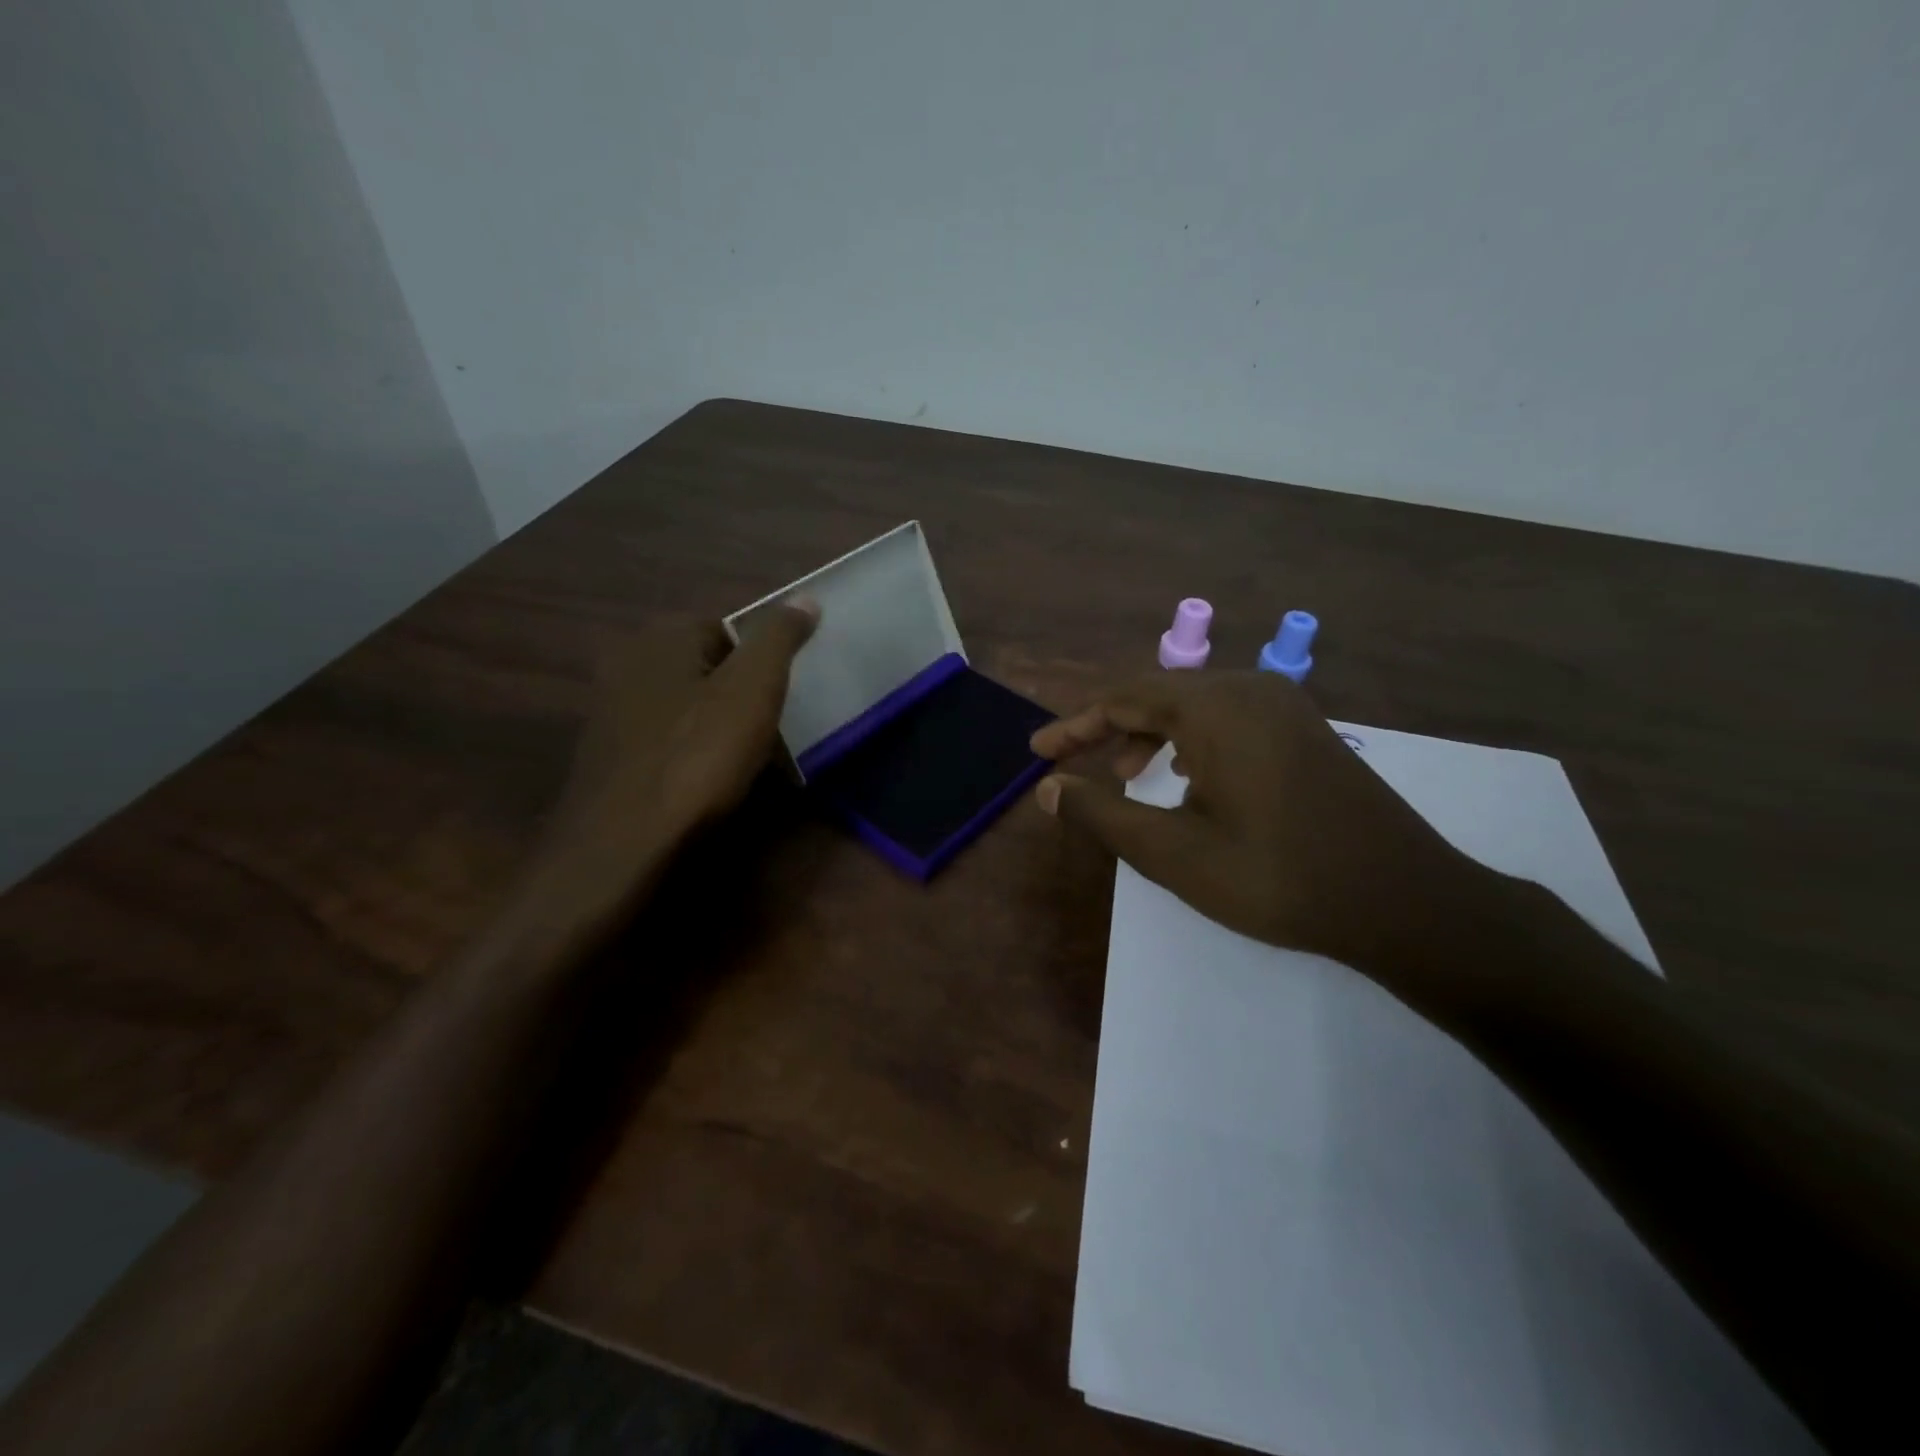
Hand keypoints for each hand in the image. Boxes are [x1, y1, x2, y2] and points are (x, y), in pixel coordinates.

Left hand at [533, 601, 817, 918]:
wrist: (622, 844)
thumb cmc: (696, 757)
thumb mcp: (753, 690)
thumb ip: (779, 639)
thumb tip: (806, 598)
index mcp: (659, 638)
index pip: (725, 629)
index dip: (758, 663)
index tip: (775, 700)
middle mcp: (625, 664)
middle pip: (704, 669)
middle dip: (737, 695)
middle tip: (764, 731)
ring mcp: (609, 713)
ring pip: (684, 707)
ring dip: (714, 728)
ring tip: (740, 762)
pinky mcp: (606, 758)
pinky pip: (664, 741)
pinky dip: (688, 755)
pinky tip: (703, 785)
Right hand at [1030, 670, 1498, 983]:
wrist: (1403, 901)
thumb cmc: (1275, 876)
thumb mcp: (1172, 851)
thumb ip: (1102, 813)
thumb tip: (1048, 788)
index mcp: (1214, 706)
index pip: (1122, 699)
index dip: (1074, 726)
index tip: (1038, 753)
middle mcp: (1249, 689)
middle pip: (1158, 695)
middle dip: (1111, 729)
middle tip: (1078, 767)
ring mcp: (1285, 707)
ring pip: (1195, 707)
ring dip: (1152, 736)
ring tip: (1129, 778)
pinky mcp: (1306, 730)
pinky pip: (1230, 719)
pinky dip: (1193, 742)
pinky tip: (1190, 780)